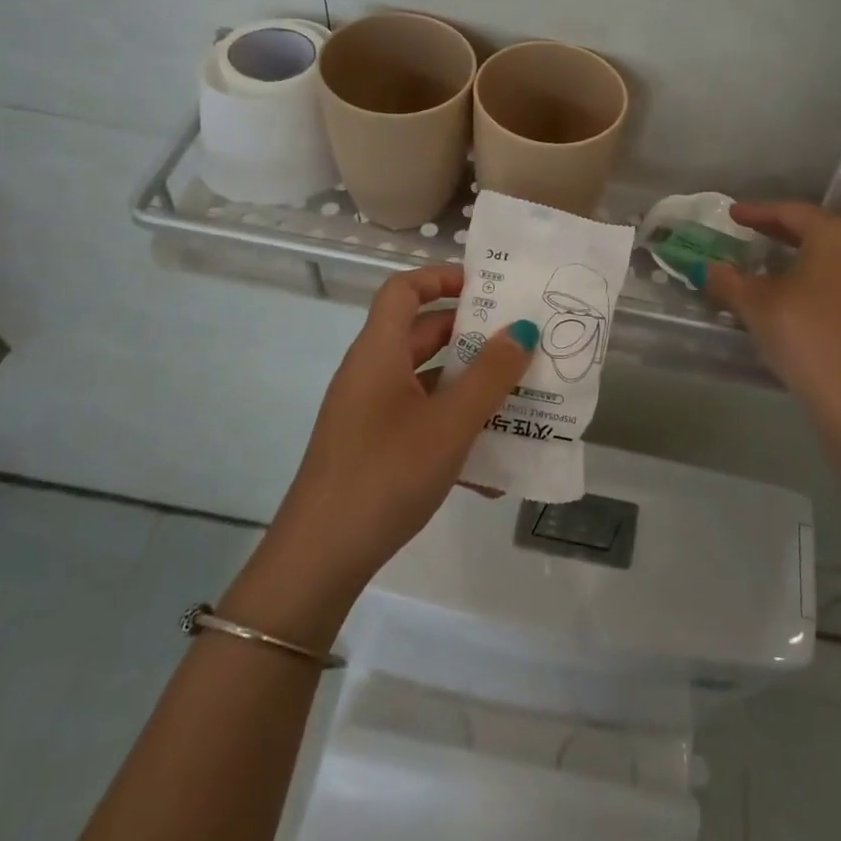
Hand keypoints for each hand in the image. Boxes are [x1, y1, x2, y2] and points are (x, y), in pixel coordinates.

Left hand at [227, 266, 536, 636]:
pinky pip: (421, 422)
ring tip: (518, 398)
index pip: (403, 289)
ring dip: (469, 386)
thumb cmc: (386, 475)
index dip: (441, 277)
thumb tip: (522, 330)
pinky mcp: (373, 449)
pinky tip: (492, 468)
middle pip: (421, 333)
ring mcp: (369, 414)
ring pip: (426, 381)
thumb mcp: (450, 423)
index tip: (488, 288)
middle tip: (519, 341)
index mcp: (378, 353)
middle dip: (471, 335)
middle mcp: (371, 374)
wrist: (318, 562)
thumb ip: (490, 375)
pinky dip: (454, 430)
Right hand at [702, 202, 840, 414]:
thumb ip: (729, 280)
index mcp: (836, 236)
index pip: (792, 212)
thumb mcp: (755, 303)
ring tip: (786, 273)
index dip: (758, 212)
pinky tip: (818, 312)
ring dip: (813, 264)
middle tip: (758, 235)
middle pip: (822, 233)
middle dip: (786, 234)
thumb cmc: (803, 332)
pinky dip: (834, 296)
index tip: (734, 214)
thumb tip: (709, 268)